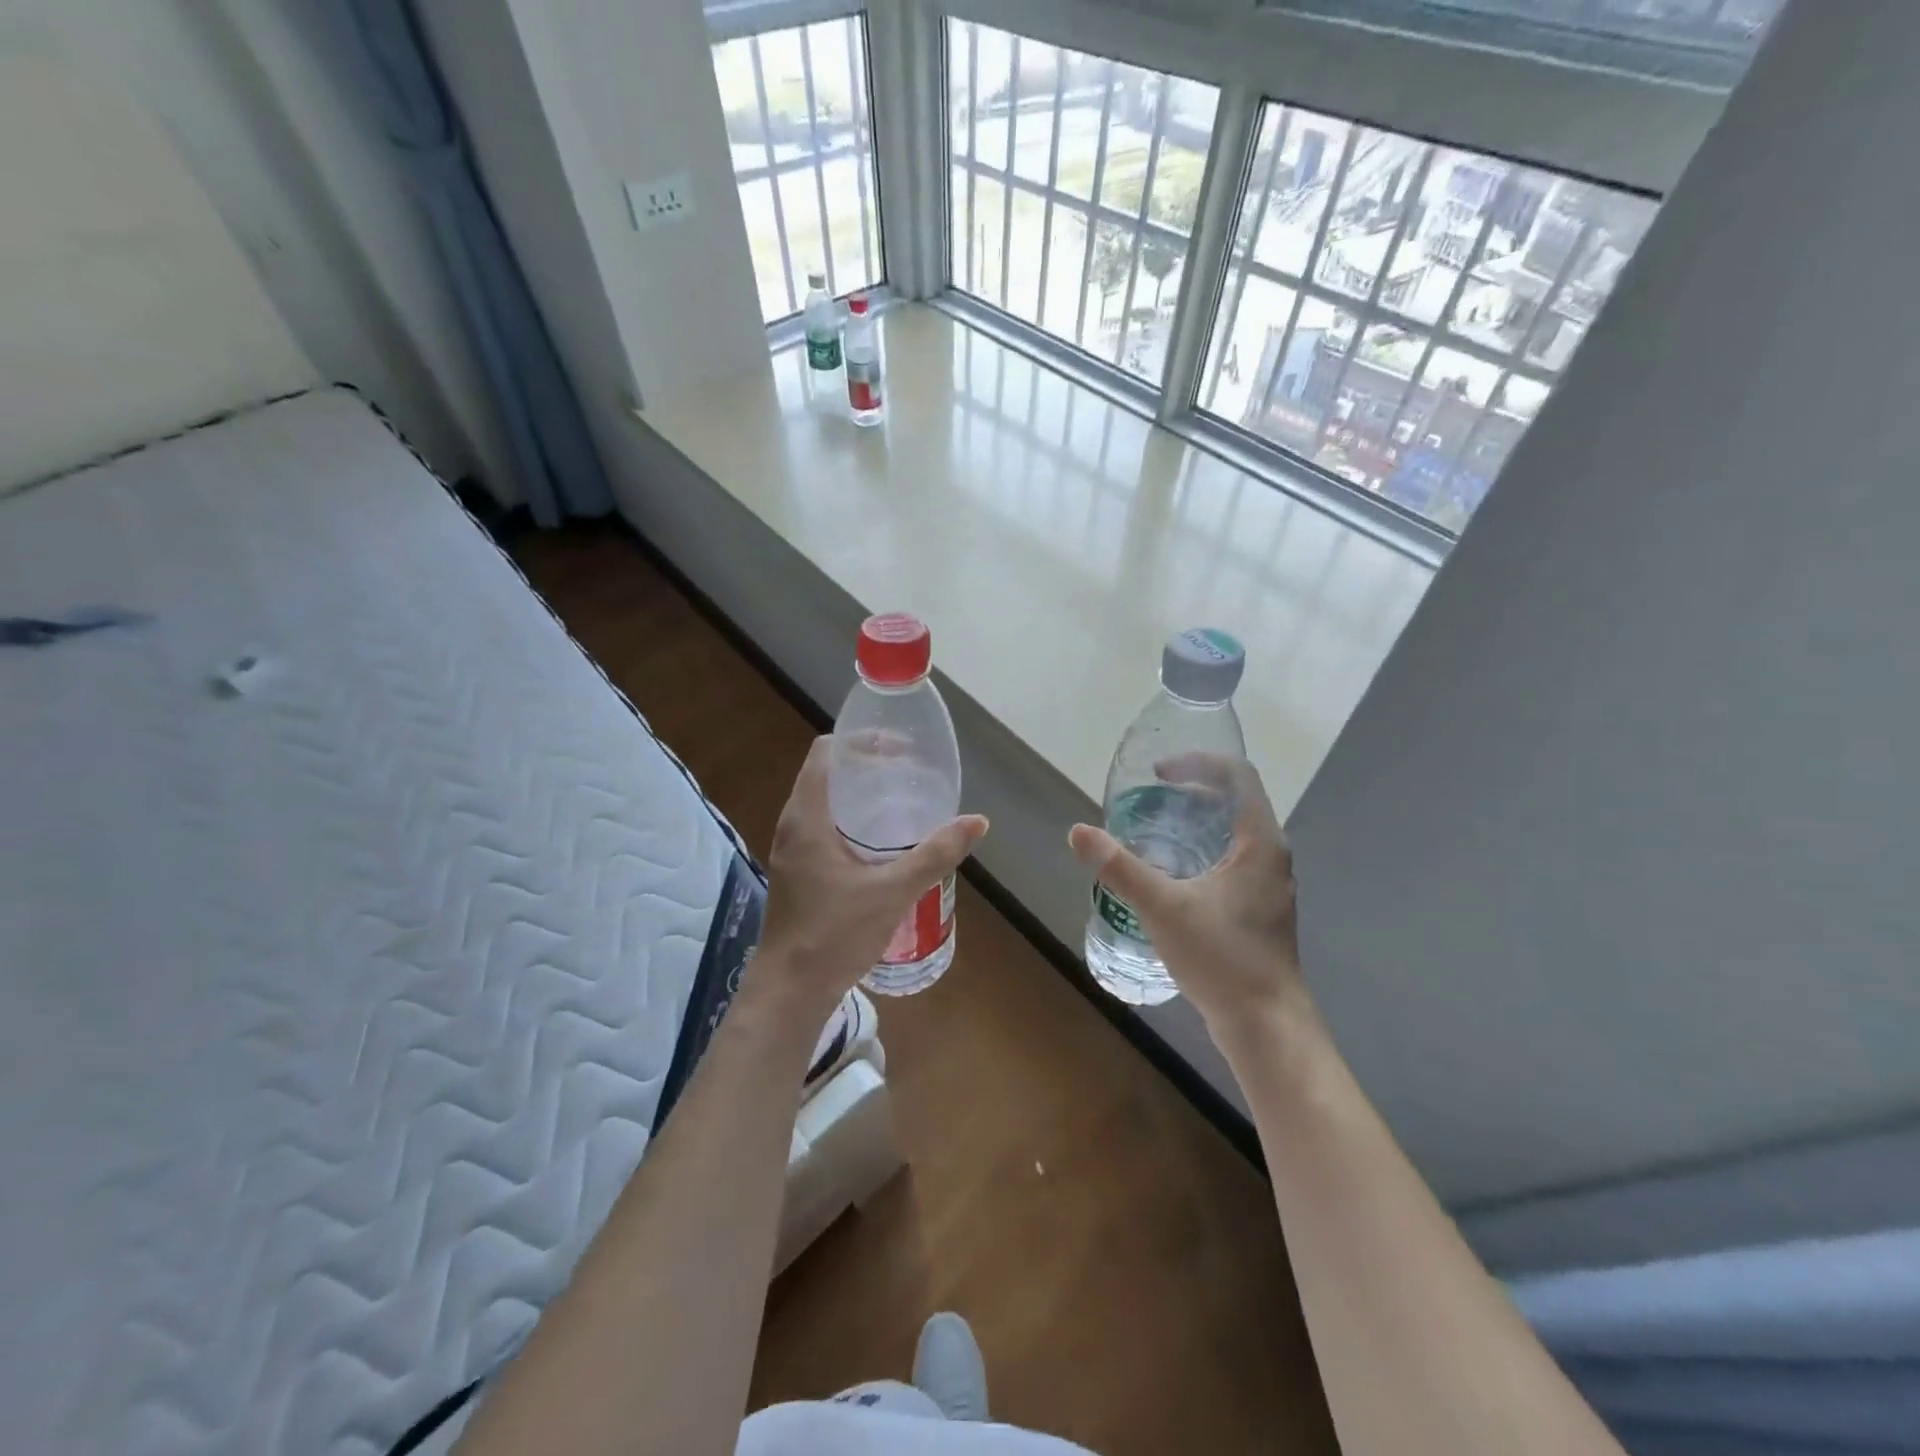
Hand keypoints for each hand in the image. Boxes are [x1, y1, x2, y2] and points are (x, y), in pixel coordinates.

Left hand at [758, 737, 987, 1015]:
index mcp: (807, 817)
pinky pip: (822, 826)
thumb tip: (976, 821)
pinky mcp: (797, 871)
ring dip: (858, 793)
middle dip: (866, 765)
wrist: (790, 990)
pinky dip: (850, 819)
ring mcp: (791, 849)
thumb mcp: (893, 891)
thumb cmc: (835, 935)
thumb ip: (935, 854)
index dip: (860, 741)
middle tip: (908, 771)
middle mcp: (793, 825)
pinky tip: (881, 840)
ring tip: (901, 798)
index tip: (898, 746)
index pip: (826, 753)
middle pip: (826, 773)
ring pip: (824, 801)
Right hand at [1069, 754, 1306, 1036]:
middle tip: (1151, 796)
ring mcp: (1268, 885)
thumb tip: (1078, 832)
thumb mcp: (1164, 908)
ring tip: (1155, 828)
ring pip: (1234, 834)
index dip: (1199, 763)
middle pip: (1237, 802)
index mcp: (1260, 843)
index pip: (1239, 777)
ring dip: (1197, 821)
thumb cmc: (1222, 958)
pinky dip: (1202, 850)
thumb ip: (1120, 868)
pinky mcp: (1259, 909)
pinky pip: (1231, 860)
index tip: (1159, 772)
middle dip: (1193, 790)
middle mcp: (1271, 856)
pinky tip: (1172, 873)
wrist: (1265, 1025)